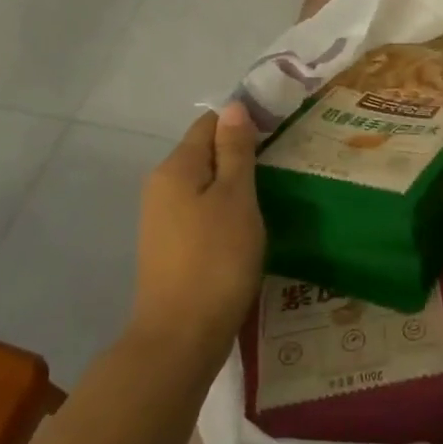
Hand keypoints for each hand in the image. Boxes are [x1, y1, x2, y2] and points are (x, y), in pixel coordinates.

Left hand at [133, 104, 264, 341]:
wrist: (181, 336)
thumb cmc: (216, 259)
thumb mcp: (236, 197)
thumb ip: (235, 151)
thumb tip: (233, 106)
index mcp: (176, 168)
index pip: (209, 124)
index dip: (243, 123)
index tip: (279, 135)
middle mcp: (161, 186)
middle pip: (204, 153)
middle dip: (240, 155)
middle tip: (281, 167)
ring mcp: (161, 219)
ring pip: (204, 185)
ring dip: (234, 186)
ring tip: (271, 196)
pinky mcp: (169, 247)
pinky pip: (200, 212)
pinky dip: (224, 211)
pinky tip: (247, 227)